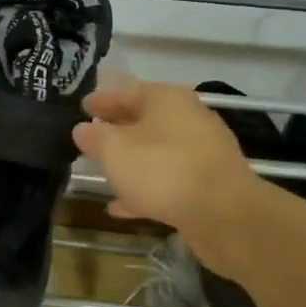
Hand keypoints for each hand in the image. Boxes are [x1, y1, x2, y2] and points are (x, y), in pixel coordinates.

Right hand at [72, 80, 255, 238]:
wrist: (224, 214)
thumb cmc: (162, 169)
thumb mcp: (114, 149)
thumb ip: (94, 137)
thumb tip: (83, 129)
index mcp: (165, 99)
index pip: (125, 92)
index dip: (100, 101)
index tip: (81, 108)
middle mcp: (187, 118)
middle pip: (143, 121)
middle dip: (116, 131)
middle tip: (89, 140)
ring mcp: (200, 152)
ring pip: (155, 152)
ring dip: (130, 162)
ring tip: (103, 173)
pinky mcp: (207, 184)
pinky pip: (167, 181)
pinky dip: (144, 190)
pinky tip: (121, 207)